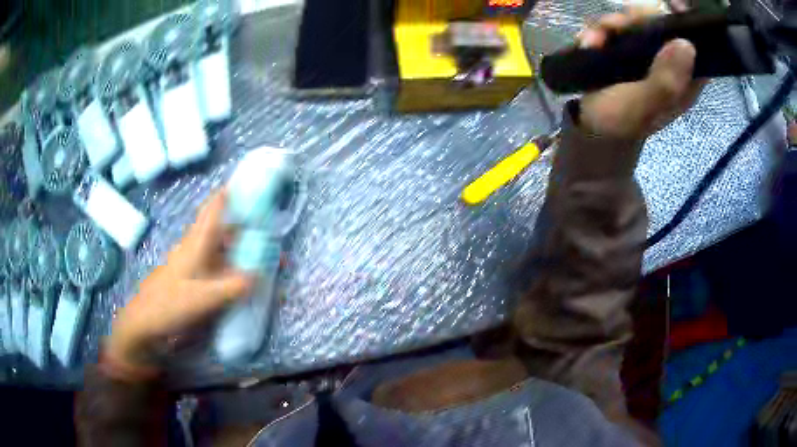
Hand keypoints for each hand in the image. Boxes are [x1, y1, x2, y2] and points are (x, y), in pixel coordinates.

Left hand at [105, 191, 253, 376]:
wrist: (144, 324)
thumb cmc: (169, 305)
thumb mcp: (203, 298)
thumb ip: (231, 287)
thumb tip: (259, 276)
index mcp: (195, 246)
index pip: (211, 214)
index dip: (224, 197)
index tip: (240, 183)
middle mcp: (193, 251)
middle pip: (216, 229)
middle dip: (238, 225)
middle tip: (261, 227)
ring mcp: (190, 267)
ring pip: (215, 250)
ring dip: (234, 249)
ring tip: (256, 255)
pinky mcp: (189, 282)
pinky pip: (213, 269)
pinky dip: (228, 269)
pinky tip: (237, 280)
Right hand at [577, 9, 705, 139]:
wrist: (593, 126)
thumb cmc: (623, 122)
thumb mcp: (645, 107)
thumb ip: (665, 82)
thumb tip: (686, 45)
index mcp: (683, 77)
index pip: (695, 44)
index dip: (687, 23)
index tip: (673, 7)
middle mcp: (667, 60)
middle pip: (661, 22)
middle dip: (639, 17)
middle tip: (622, 27)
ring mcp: (644, 51)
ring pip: (635, 19)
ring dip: (612, 24)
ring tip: (597, 41)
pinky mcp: (623, 46)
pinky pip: (613, 25)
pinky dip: (598, 29)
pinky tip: (590, 43)